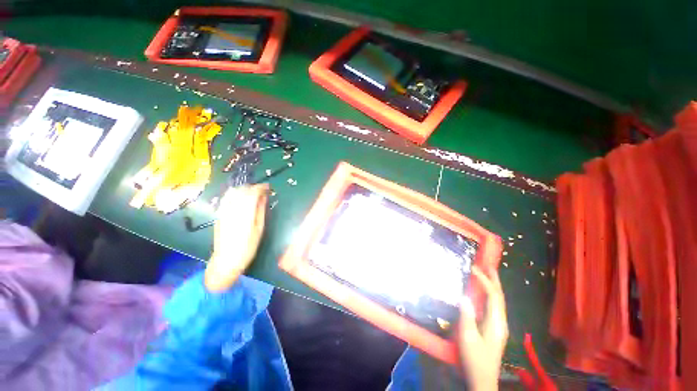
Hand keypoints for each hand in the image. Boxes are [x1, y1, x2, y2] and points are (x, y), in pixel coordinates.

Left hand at [204, 184, 268, 291]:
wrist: (227, 260)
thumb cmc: (248, 246)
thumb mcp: (259, 229)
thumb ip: (261, 210)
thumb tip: (264, 196)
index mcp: (245, 214)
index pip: (252, 193)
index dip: (261, 187)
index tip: (268, 187)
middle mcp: (232, 209)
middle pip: (242, 190)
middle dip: (253, 187)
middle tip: (262, 191)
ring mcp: (223, 211)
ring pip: (233, 192)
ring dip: (244, 189)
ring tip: (252, 194)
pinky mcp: (219, 214)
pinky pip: (227, 198)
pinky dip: (236, 194)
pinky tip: (241, 198)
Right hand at [459, 266, 508, 390]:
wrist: (483, 379)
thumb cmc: (475, 359)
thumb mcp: (468, 338)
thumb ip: (467, 316)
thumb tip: (464, 296)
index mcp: (496, 323)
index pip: (494, 296)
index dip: (485, 281)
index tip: (474, 269)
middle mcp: (501, 321)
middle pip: (500, 297)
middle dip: (494, 280)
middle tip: (487, 264)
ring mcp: (499, 325)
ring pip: (498, 301)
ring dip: (493, 286)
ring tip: (486, 274)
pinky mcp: (494, 328)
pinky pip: (494, 306)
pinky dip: (490, 294)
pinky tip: (483, 293)